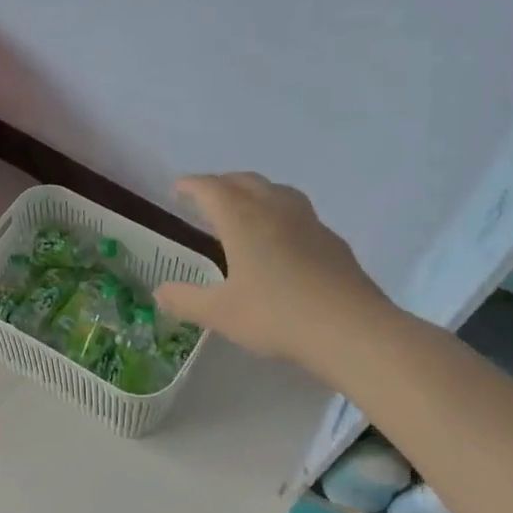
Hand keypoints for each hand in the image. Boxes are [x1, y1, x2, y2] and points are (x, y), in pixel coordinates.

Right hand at [155, 172, 395, 384]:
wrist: (352, 330)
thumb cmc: (277, 316)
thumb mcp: (220, 313)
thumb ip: (185, 300)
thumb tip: (159, 291)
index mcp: (243, 220)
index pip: (211, 189)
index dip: (191, 185)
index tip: (177, 188)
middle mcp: (275, 211)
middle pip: (245, 182)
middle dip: (222, 183)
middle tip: (206, 197)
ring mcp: (309, 223)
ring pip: (277, 192)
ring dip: (255, 192)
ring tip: (244, 209)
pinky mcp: (332, 242)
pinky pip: (299, 214)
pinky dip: (280, 214)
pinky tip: (281, 240)